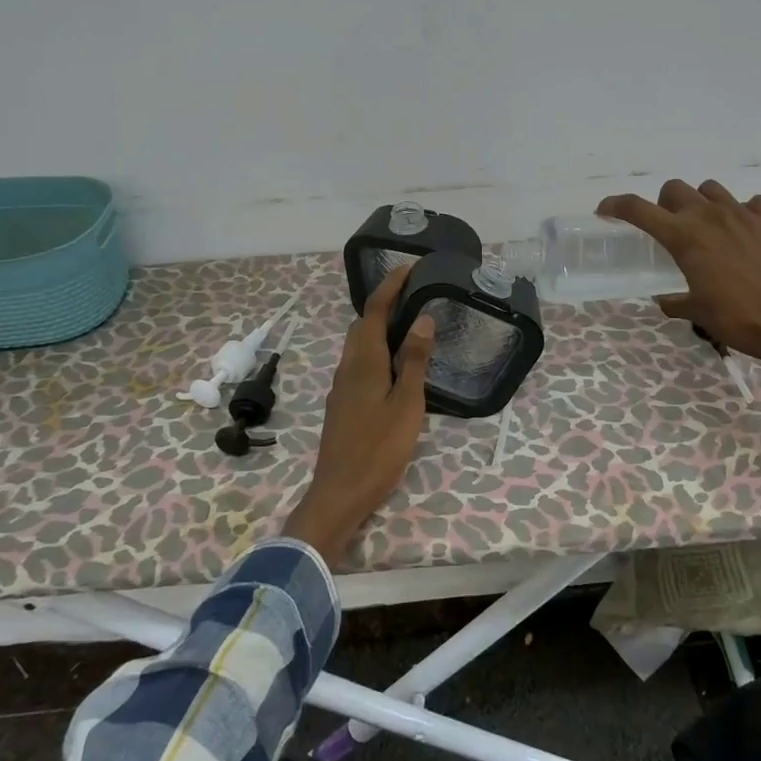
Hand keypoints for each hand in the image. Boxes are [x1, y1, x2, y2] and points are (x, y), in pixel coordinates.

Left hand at [281, 264, 436, 566]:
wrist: (340, 493)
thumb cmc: (378, 448)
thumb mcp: (406, 404)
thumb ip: (413, 360)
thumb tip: (421, 318)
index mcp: (362, 361)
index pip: (373, 311)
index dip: (390, 286)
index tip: (410, 267)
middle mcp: (347, 367)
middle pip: (362, 325)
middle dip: (384, 303)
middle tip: (416, 294)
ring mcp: (342, 387)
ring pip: (359, 345)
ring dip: (380, 327)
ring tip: (411, 323)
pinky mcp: (343, 404)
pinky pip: (360, 363)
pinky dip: (378, 350)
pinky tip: (396, 364)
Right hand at [600, 178, 760, 442]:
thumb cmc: (738, 320)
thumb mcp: (697, 313)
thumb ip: (675, 300)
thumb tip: (666, 299)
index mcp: (684, 237)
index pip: (638, 209)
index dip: (616, 206)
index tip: (605, 211)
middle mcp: (709, 215)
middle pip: (674, 189)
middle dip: (664, 204)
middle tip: (668, 228)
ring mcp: (743, 213)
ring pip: (710, 189)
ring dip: (700, 202)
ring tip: (706, 227)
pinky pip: (750, 203)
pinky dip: (741, 212)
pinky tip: (744, 233)